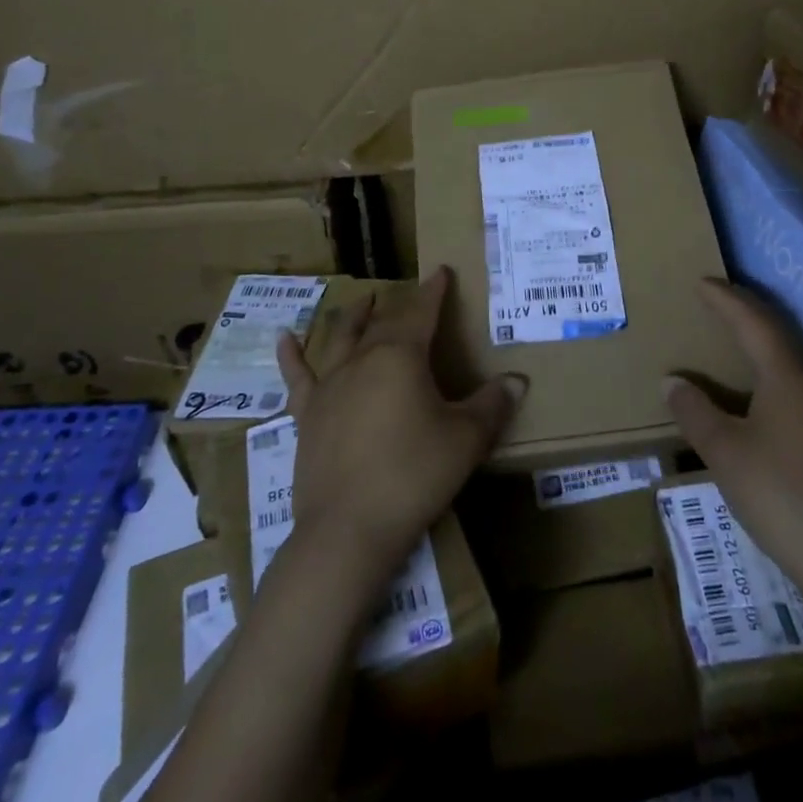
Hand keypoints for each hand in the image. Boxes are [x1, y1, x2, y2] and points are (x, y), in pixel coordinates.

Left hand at [277, 268, 523, 584]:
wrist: (348, 529)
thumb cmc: (414, 476)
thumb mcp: (465, 440)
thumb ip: (491, 405)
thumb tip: (518, 380)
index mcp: (401, 356)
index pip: (421, 311)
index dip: (433, 291)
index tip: (441, 272)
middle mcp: (362, 359)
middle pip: (383, 323)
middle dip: (399, 305)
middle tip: (410, 294)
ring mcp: (329, 385)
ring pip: (341, 338)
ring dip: (353, 317)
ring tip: (361, 300)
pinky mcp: (307, 414)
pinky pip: (296, 377)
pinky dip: (290, 355)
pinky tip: (284, 338)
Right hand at [664, 280, 802, 611]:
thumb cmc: (779, 495)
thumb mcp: (724, 452)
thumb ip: (695, 411)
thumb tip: (673, 380)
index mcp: (787, 376)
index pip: (752, 322)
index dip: (726, 300)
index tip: (703, 282)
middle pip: (782, 336)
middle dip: (750, 317)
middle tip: (723, 304)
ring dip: (777, 348)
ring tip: (756, 348)